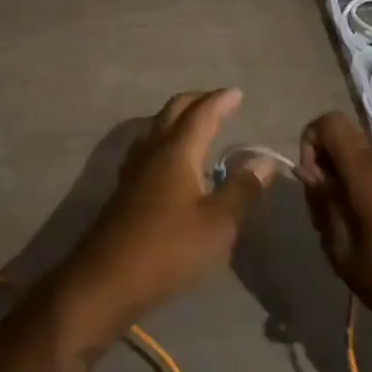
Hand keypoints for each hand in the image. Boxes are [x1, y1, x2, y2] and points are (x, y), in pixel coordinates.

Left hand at [51, 90, 274, 344]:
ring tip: (197, 126)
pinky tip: (170, 161)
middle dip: (197, 101)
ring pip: (157, 127)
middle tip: (219, 102)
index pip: (202, 113)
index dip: (220, 101)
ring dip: (178, 119)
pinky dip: (166, 140)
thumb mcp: (218, 223)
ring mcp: (134, 168)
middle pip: (174, 111)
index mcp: (177, 150)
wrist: (106, 278)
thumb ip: (242, 189)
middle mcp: (153, 149)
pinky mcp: (124, 188)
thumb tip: (264, 160)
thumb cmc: (169, 247)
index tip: (237, 93)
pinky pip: (148, 148)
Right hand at [298, 112, 371, 339]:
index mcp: (366, 169)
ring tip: (356, 227)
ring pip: (365, 160)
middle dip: (329, 168)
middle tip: (331, 212)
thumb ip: (322, 205)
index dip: (311, 141)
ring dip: (351, 182)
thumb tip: (310, 175)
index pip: (329, 121)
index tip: (313, 180)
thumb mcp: (343, 252)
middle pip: (346, 143)